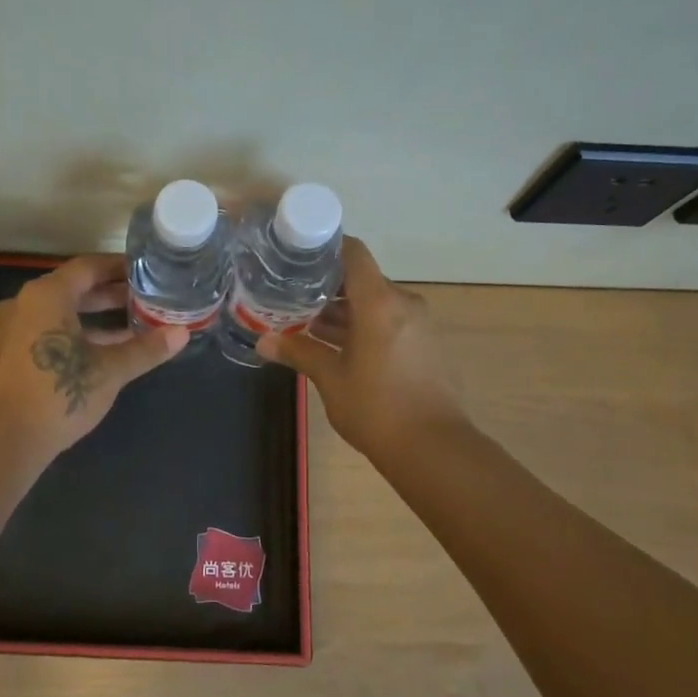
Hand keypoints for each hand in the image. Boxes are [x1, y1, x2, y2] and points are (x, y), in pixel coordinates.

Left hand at [0, 254, 186, 467]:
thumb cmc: (56, 395)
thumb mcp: (109, 372)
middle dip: (109, 296)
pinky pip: (42, 334)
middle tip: (144, 302)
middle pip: (72, 289)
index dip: (119, 269)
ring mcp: (7, 331)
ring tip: (128, 330)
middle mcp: (22, 303)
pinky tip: (95, 357)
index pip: (88, 267)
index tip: (146, 274)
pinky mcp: (1, 357)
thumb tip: (182, 333)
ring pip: (56, 314)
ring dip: (91, 320)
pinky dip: (70, 337)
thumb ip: (145, 349)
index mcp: (46, 295)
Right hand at [257, 237, 467, 462]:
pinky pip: (389, 322)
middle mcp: (403, 304)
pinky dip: (363, 326)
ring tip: (306, 322)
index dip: (326, 247)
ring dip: (344, 311)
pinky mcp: (425, 345)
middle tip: (291, 295)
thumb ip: (298, 352)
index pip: (354, 253)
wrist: (435, 449)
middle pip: (362, 280)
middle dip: (327, 287)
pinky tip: (336, 345)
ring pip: (375, 303)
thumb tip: (263, 342)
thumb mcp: (331, 378)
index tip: (297, 255)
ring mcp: (418, 324)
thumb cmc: (377, 408)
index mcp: (380, 302)